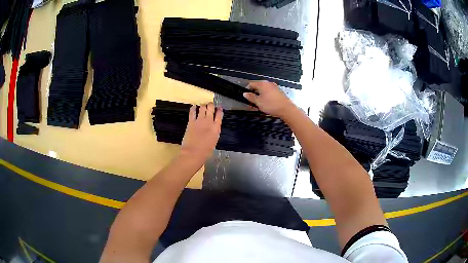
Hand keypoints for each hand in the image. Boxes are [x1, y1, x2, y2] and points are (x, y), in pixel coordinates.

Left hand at [180, 103, 222, 163]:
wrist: (193, 153)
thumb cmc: (205, 151)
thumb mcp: (214, 141)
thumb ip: (214, 132)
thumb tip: (213, 128)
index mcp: (216, 128)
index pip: (219, 115)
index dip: (219, 110)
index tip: (219, 108)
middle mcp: (208, 122)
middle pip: (211, 108)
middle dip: (211, 105)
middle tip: (210, 105)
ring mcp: (199, 121)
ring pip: (202, 108)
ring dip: (203, 105)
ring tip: (203, 105)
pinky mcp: (191, 122)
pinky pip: (192, 112)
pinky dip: (193, 108)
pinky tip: (194, 106)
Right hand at [243, 81, 295, 117]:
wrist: (286, 109)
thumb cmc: (272, 105)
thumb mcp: (258, 102)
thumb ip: (251, 97)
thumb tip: (245, 94)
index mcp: (262, 84)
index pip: (251, 84)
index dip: (247, 90)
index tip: (246, 96)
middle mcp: (268, 83)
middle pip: (257, 86)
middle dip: (254, 93)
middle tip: (252, 102)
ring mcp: (274, 87)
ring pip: (264, 90)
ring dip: (260, 96)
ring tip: (260, 104)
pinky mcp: (278, 91)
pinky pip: (269, 92)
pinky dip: (266, 96)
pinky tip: (267, 103)